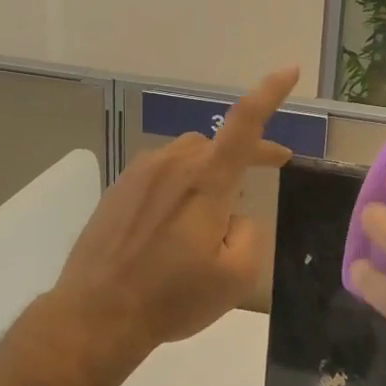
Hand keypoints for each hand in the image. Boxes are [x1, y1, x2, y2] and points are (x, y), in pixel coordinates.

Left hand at [51, 67, 298, 374]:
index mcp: (206, 180)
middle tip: (270, 170)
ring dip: (211, 171)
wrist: (95, 315)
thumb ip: (250, 233)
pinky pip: (161, 172)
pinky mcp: (118, 188)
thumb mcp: (236, 276)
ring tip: (215, 209)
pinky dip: (180, 185)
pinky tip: (175, 222)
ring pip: (189, 156)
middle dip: (248, 153)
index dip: (270, 93)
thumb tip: (234, 216)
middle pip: (219, 143)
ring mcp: (140, 173)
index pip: (245, 122)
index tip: (289, 70)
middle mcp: (172, 164)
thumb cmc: (172, 297)